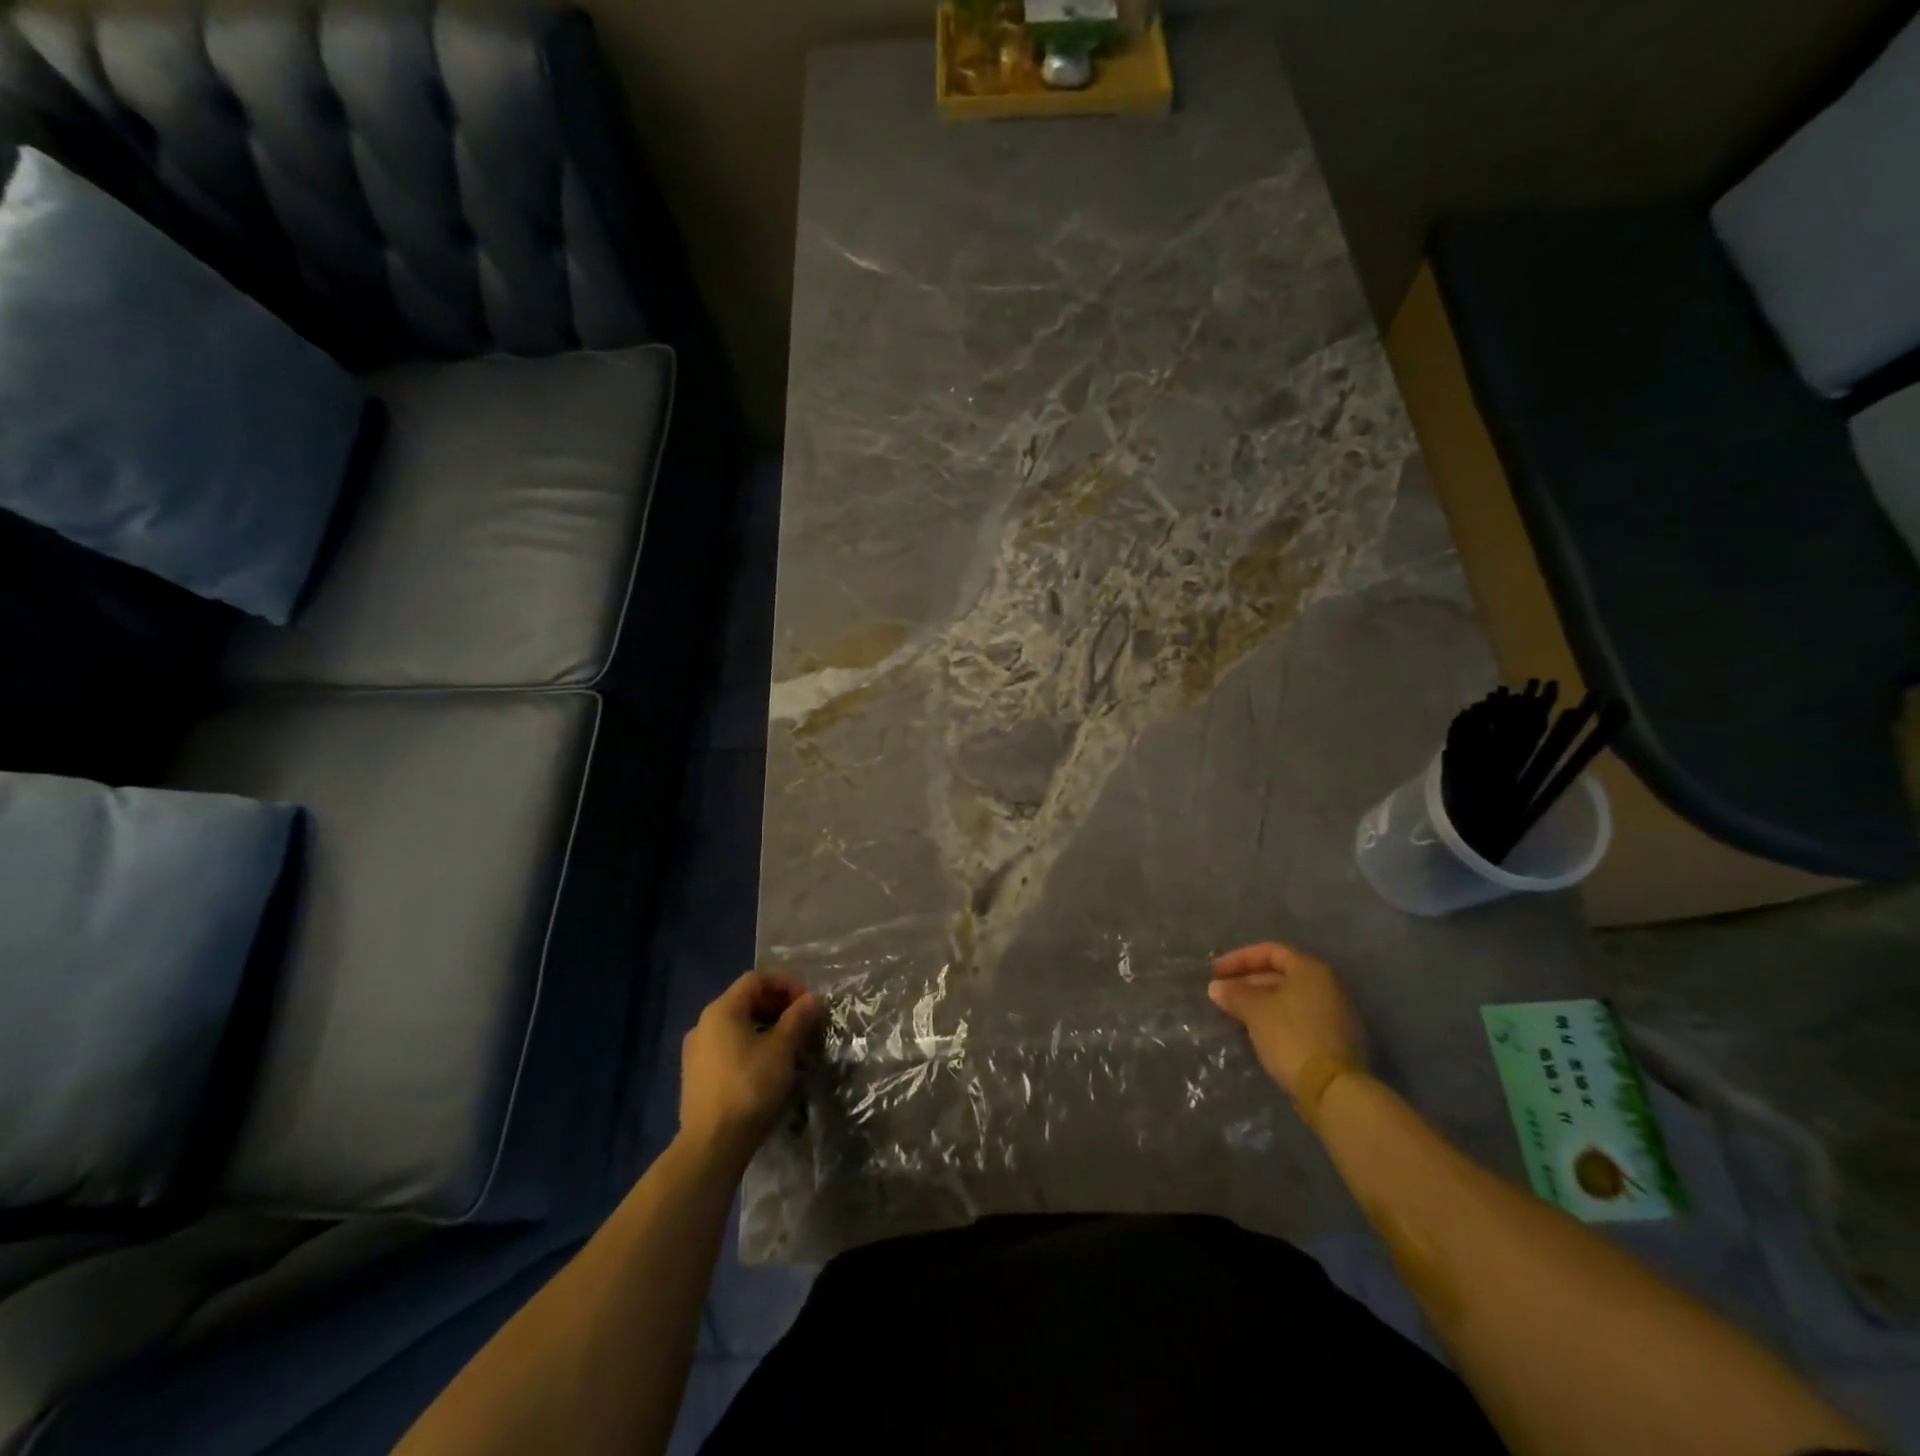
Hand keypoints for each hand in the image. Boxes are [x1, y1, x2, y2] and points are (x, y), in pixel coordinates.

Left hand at [680, 971, 823, 1160]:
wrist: (711, 1146)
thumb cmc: (749, 1088)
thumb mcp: (782, 1049)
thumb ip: (799, 1018)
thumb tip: (814, 999)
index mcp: (722, 1010)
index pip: (756, 979)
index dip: (786, 984)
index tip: (809, 1003)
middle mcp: (704, 1024)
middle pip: (746, 1001)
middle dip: (779, 1007)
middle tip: (804, 1024)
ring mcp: (696, 1052)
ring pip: (738, 1027)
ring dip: (768, 1029)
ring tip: (792, 1048)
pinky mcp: (697, 1077)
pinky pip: (729, 1048)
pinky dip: (752, 1048)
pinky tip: (770, 1069)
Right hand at [1208, 942, 1364, 1098]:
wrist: (1333, 1090)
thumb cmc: (1292, 1037)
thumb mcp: (1256, 1011)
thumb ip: (1234, 994)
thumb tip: (1216, 987)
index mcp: (1311, 970)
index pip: (1271, 952)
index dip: (1239, 958)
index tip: (1215, 972)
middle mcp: (1327, 986)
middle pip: (1280, 974)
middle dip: (1247, 981)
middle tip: (1221, 993)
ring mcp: (1334, 1014)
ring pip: (1288, 998)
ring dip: (1258, 1001)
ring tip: (1232, 1012)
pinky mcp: (1333, 1039)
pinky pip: (1297, 1017)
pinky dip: (1274, 1018)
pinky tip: (1254, 1030)